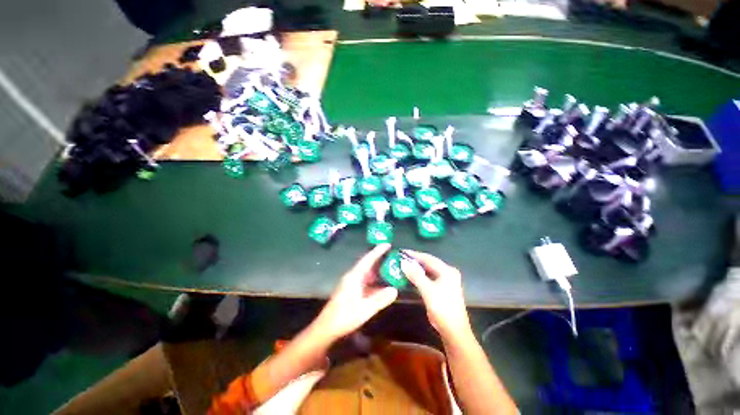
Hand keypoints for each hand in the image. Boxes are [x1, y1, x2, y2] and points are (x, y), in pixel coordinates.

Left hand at [314, 244, 397, 341]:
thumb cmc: (344, 317)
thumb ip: (380, 299)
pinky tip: (382, 284)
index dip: (378, 251)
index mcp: (354, 277)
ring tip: (391, 267)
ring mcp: (351, 283)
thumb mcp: (364, 309)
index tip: (388, 244)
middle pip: (367, 264)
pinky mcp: (351, 291)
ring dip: (377, 270)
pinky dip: (374, 280)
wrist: (327, 328)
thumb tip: (395, 290)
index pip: (368, 259)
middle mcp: (353, 277)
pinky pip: (366, 281)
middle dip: (379, 258)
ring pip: (367, 273)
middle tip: (393, 255)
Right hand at [401, 250, 471, 339]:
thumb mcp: (428, 290)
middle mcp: (447, 273)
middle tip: (401, 258)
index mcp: (447, 270)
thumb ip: (416, 275)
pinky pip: (428, 278)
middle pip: (428, 263)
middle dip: (414, 261)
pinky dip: (419, 276)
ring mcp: (445, 281)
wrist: (453, 330)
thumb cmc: (442, 308)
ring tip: (403, 266)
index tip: (402, 252)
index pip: (428, 258)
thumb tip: (404, 262)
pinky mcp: (441, 288)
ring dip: (416, 269)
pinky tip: (410, 276)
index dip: (414, 254)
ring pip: (427, 271)